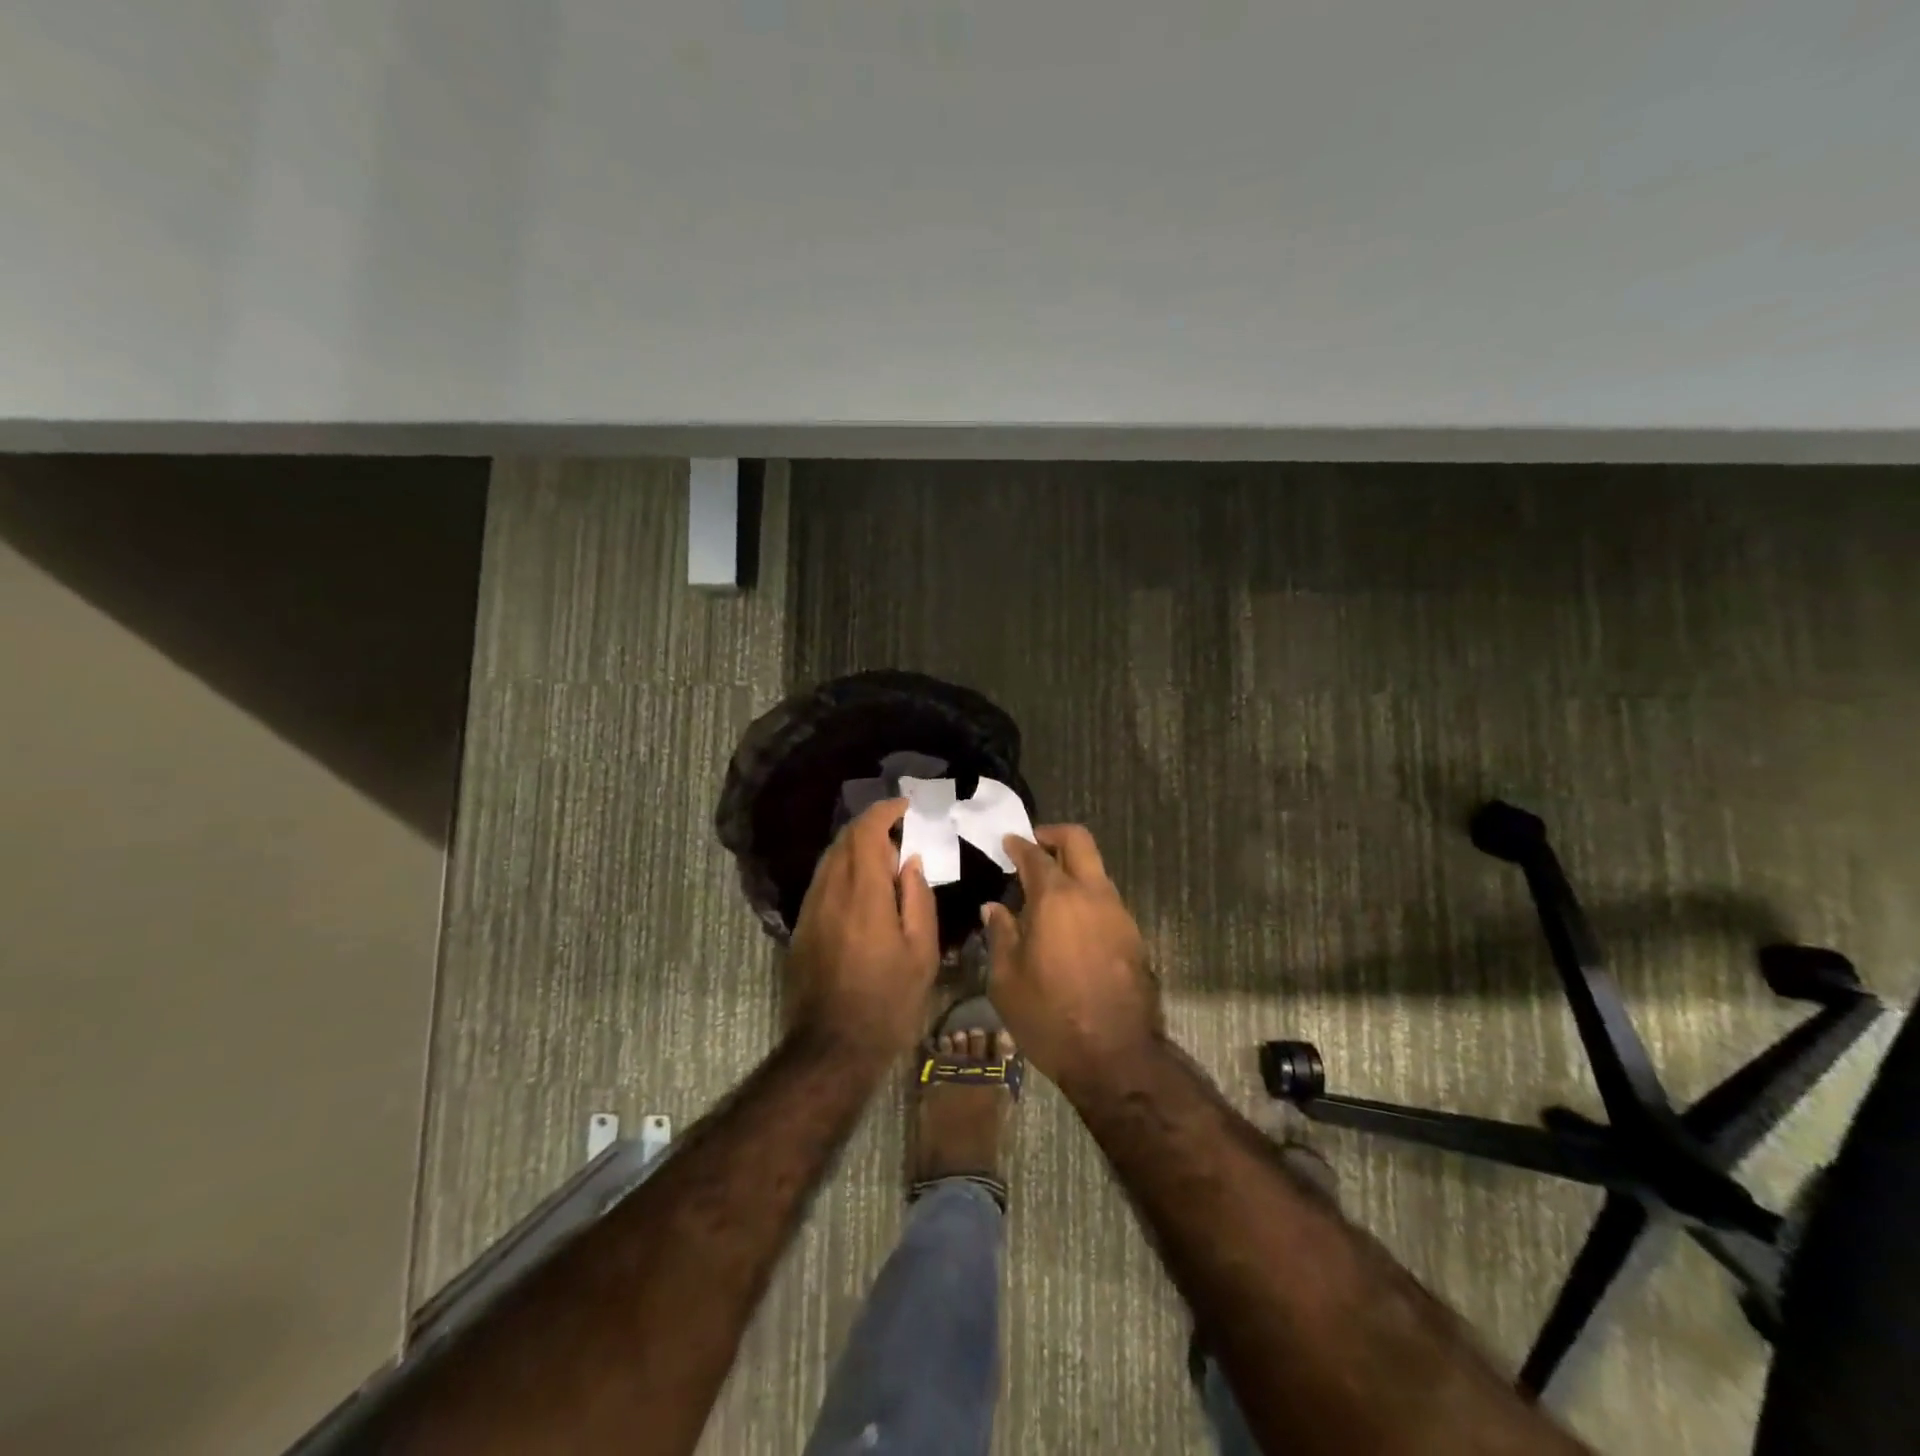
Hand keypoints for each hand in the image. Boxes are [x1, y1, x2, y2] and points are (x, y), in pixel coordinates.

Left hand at [786, 798, 939, 1059]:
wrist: (832, 1045)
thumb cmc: (888, 1001)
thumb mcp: (921, 952)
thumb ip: (918, 898)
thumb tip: (911, 861)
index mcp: (864, 894)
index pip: (866, 833)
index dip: (884, 811)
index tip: (905, 806)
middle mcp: (831, 891)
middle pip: (845, 840)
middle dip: (871, 826)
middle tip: (900, 832)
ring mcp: (811, 908)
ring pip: (830, 859)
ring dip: (856, 847)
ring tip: (884, 858)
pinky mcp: (802, 926)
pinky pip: (823, 881)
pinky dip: (843, 869)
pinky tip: (862, 887)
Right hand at [985, 824, 1159, 1088]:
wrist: (1115, 1057)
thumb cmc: (1050, 1017)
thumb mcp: (1007, 980)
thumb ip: (1000, 935)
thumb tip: (995, 908)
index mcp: (1056, 899)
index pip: (1035, 855)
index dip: (1018, 844)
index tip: (1007, 843)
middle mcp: (1092, 895)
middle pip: (1079, 841)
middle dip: (1054, 835)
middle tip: (1033, 846)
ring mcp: (1118, 913)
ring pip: (1096, 870)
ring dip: (1072, 868)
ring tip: (1047, 893)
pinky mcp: (1133, 936)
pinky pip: (1106, 899)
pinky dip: (1086, 896)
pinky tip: (1069, 923)